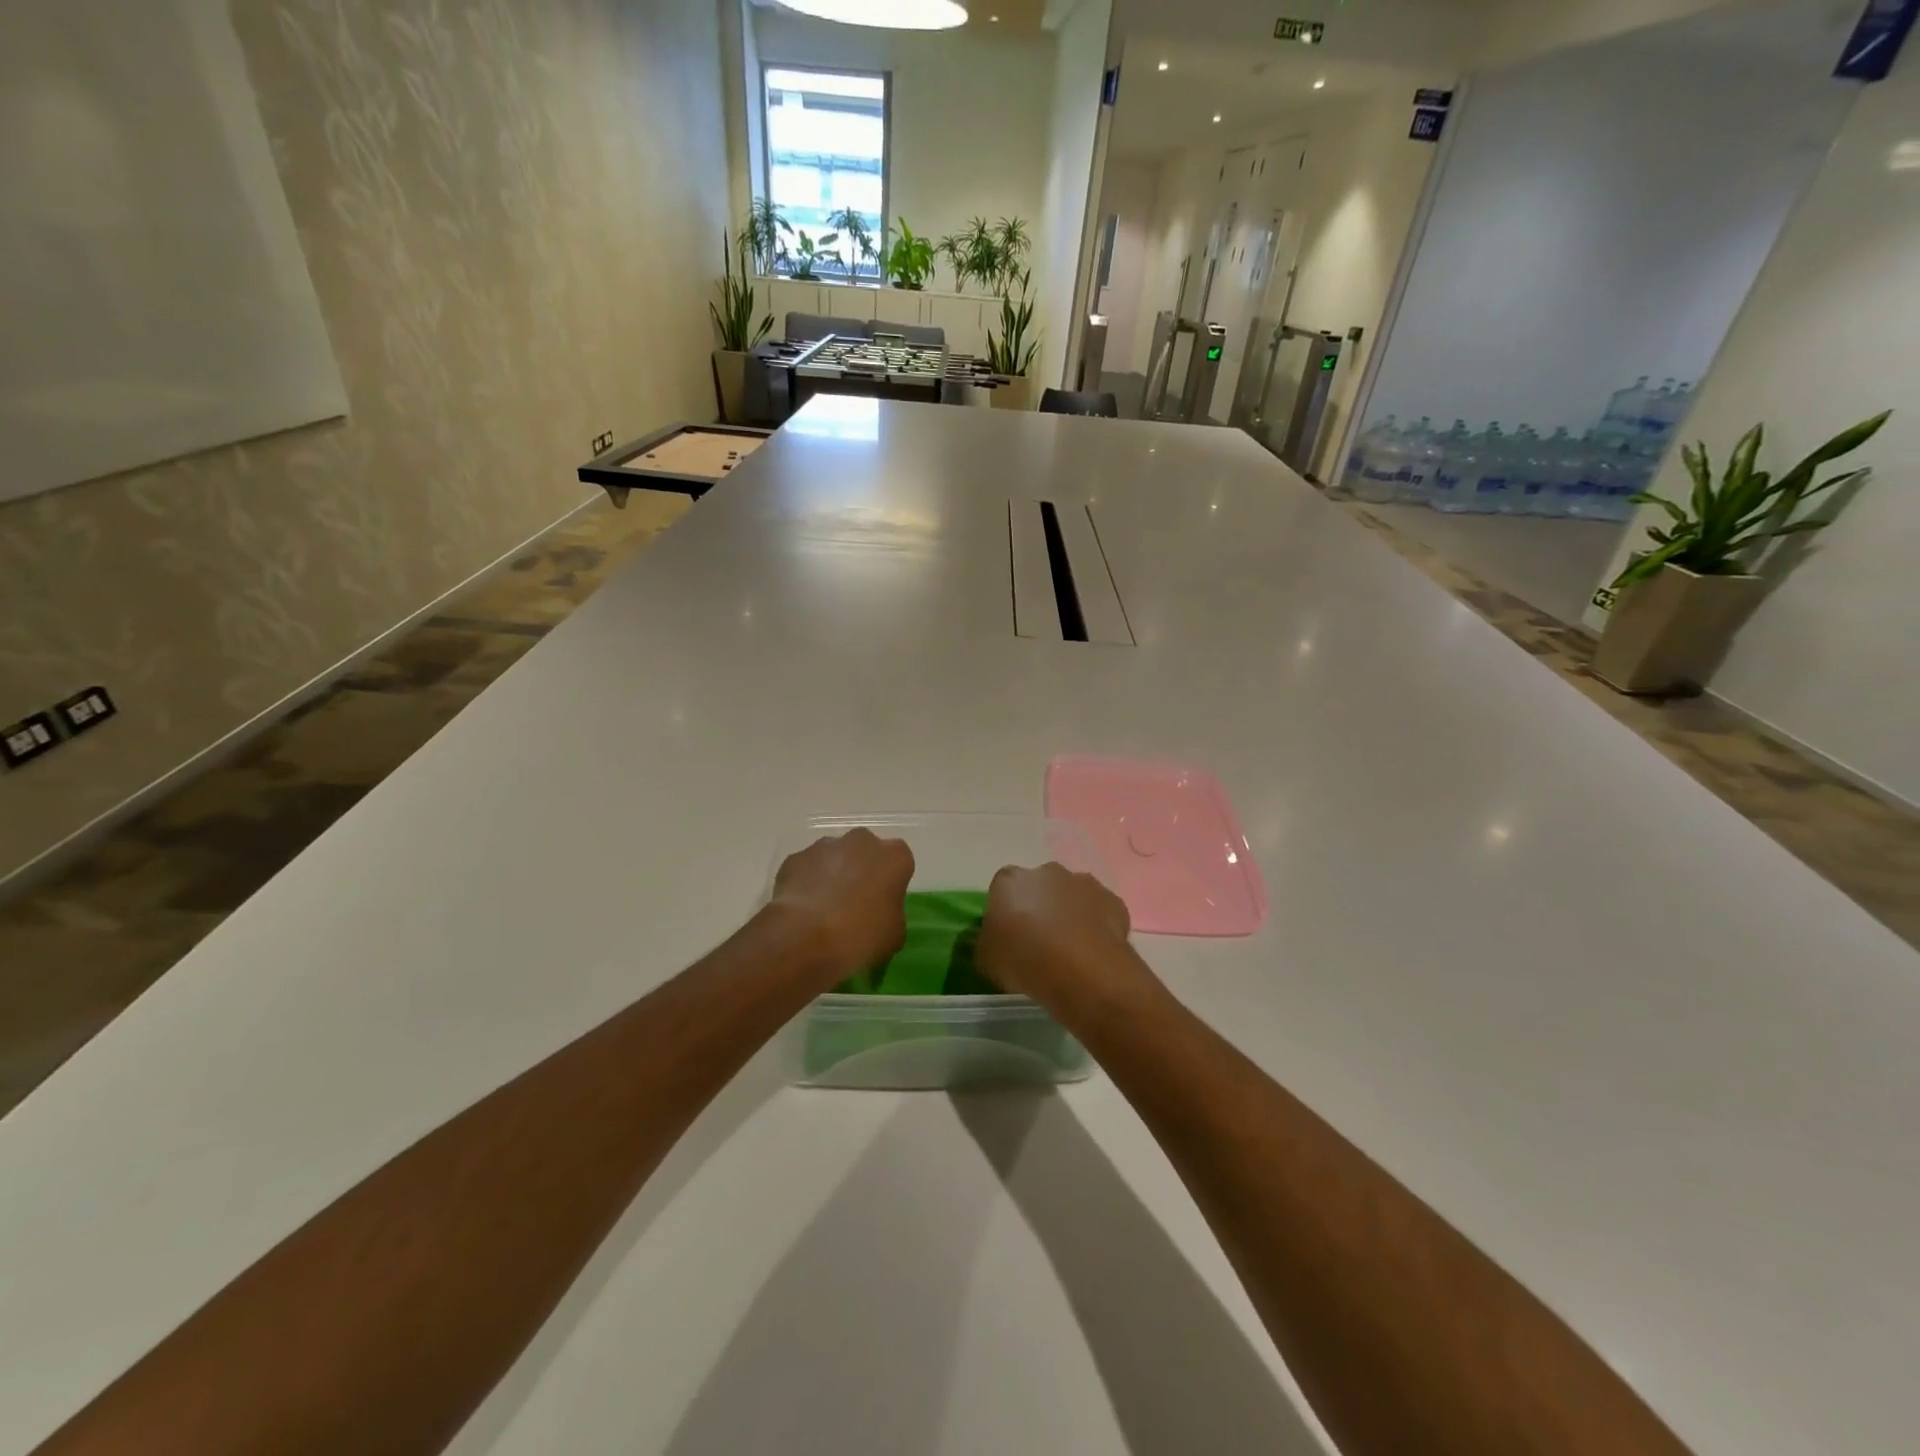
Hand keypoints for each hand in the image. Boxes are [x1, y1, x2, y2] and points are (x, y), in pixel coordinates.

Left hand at [768, 829, 913, 985]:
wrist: (805, 938)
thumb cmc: (861, 936)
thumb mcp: (894, 936)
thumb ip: (892, 915)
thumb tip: (881, 915)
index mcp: (894, 857)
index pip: (900, 862)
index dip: (891, 882)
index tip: (884, 903)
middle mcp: (862, 841)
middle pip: (866, 852)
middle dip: (862, 870)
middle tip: (855, 903)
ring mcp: (825, 846)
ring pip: (834, 857)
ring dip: (833, 874)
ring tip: (824, 910)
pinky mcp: (795, 857)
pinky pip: (807, 868)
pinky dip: (807, 882)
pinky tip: (803, 910)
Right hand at [976, 862, 1139, 1011]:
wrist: (1083, 972)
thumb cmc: (1025, 961)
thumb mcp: (986, 960)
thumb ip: (987, 942)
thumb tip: (993, 939)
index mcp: (1010, 880)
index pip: (1002, 889)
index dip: (1005, 912)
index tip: (1009, 936)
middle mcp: (1047, 872)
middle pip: (1039, 887)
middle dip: (1039, 908)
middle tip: (1039, 942)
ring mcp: (1083, 882)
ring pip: (1071, 896)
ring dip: (1069, 914)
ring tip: (1069, 951)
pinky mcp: (1112, 900)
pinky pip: (1098, 911)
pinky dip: (1095, 926)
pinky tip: (1093, 952)